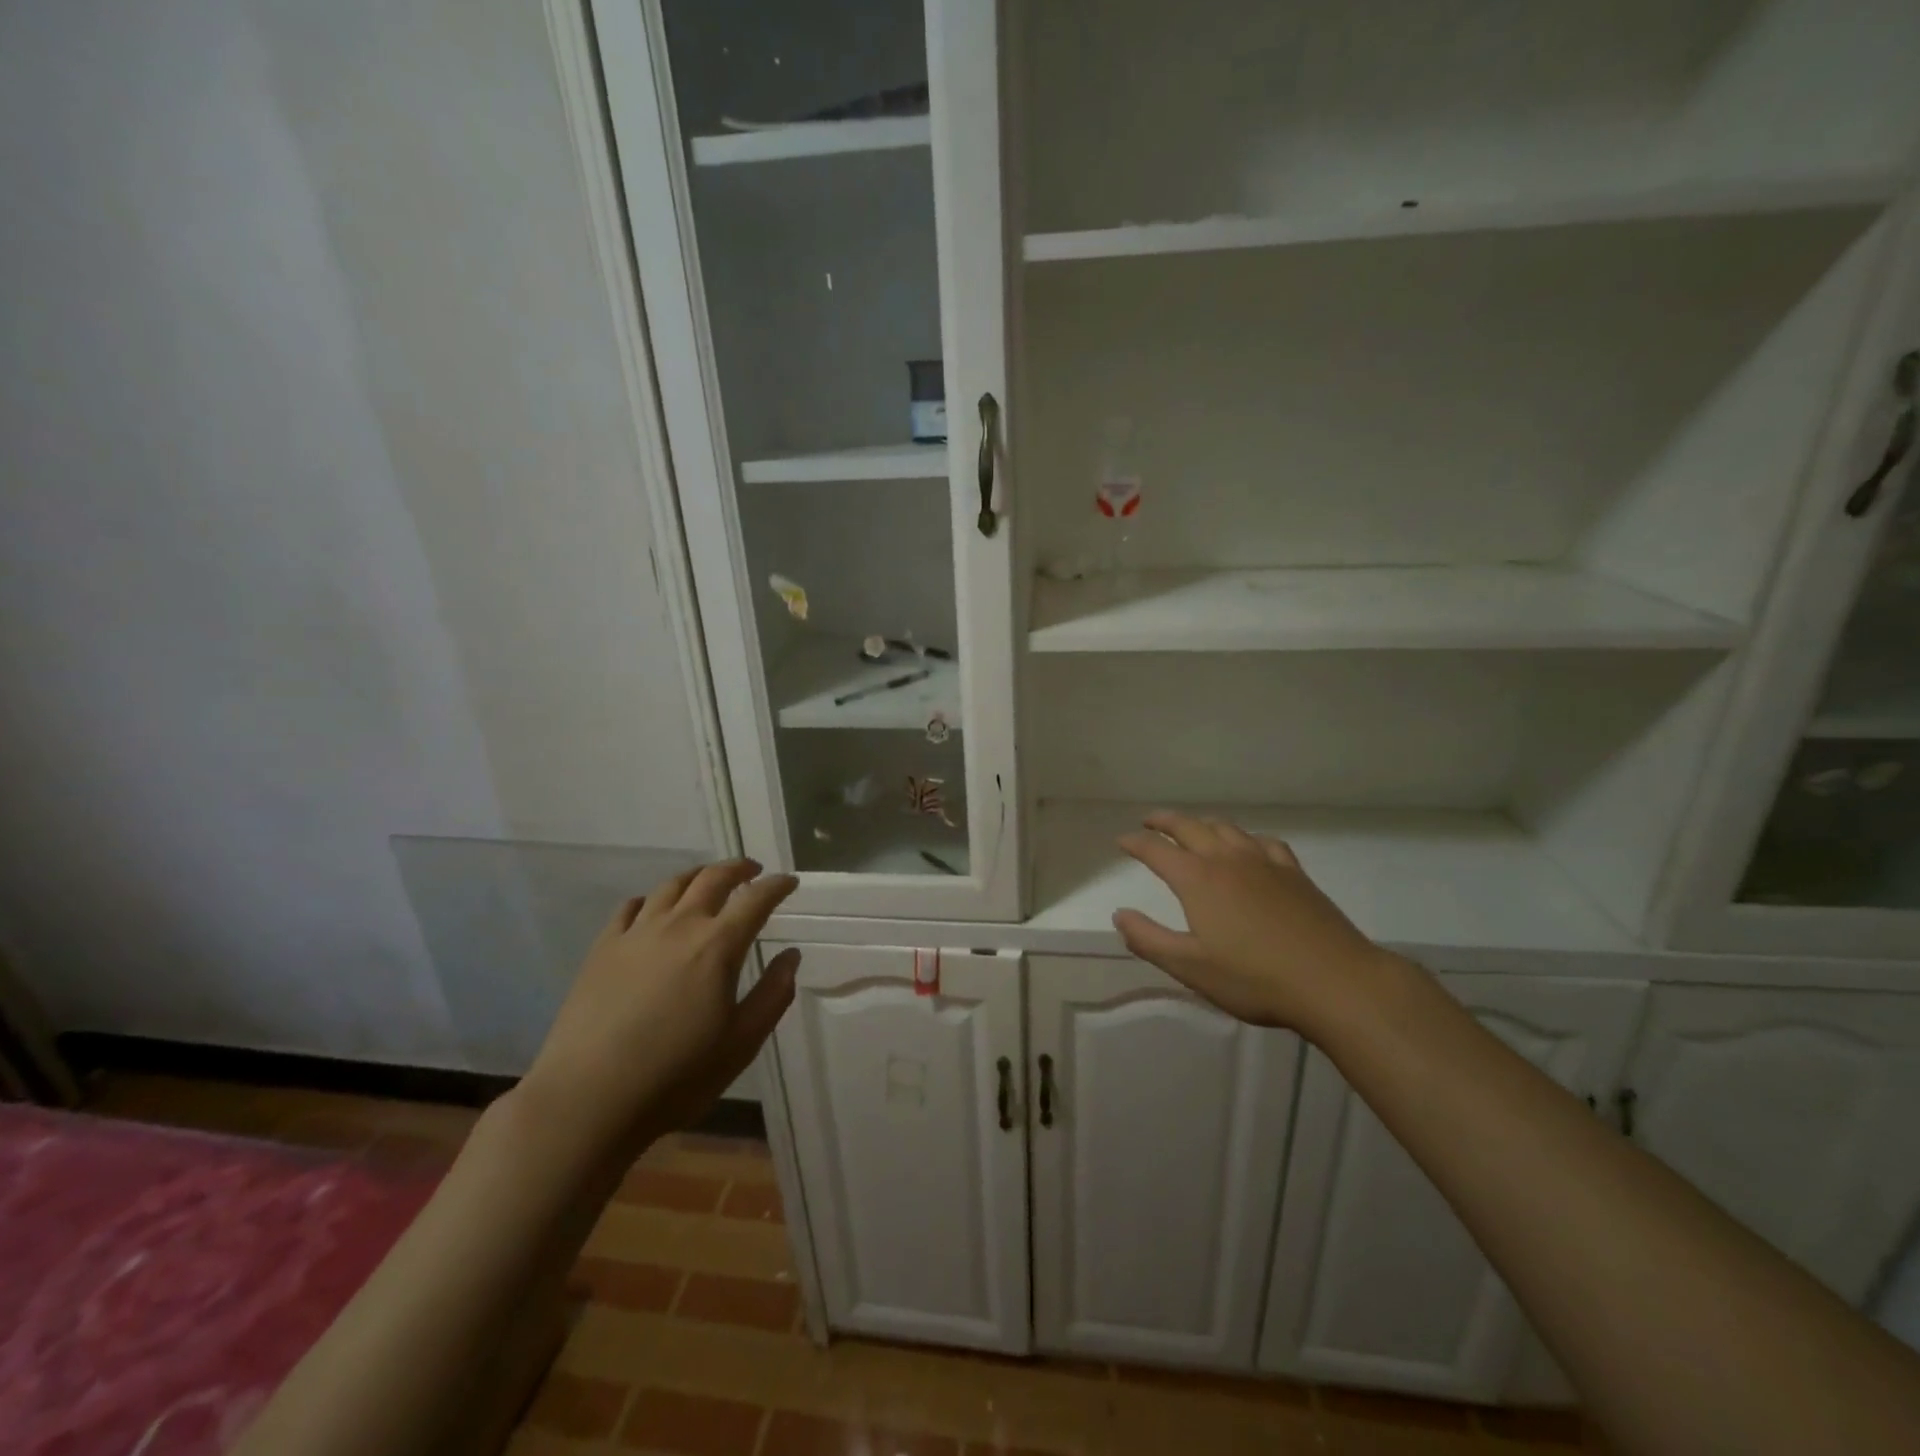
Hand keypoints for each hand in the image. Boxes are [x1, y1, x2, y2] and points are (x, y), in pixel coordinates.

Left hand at [520, 859, 799, 1158]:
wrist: (587, 1099)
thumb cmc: (676, 1076)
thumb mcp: (741, 1043)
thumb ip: (773, 995)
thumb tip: (791, 956)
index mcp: (718, 946)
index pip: (756, 899)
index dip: (777, 886)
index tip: (790, 882)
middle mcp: (679, 926)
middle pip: (713, 878)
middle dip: (738, 869)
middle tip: (753, 871)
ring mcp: (636, 933)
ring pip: (671, 885)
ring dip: (697, 876)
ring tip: (708, 880)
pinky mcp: (603, 948)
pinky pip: (631, 907)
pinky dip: (652, 898)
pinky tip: (654, 908)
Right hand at [1113, 812, 1400, 1034]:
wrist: (1335, 981)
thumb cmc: (1255, 979)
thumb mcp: (1190, 967)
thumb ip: (1148, 939)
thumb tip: (1120, 914)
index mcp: (1198, 879)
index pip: (1156, 850)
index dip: (1135, 843)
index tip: (1121, 842)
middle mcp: (1227, 860)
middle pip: (1190, 827)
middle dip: (1165, 821)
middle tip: (1149, 821)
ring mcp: (1265, 862)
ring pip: (1226, 828)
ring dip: (1202, 823)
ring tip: (1193, 828)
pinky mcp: (1295, 873)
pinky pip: (1263, 841)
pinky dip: (1245, 837)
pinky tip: (1249, 847)